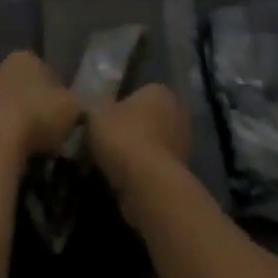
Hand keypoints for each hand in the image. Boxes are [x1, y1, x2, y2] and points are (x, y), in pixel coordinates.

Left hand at [0, 51, 81, 168]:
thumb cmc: (38, 114)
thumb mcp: (73, 108)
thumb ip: (78, 105)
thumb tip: (79, 111)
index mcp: (25, 57)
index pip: (49, 72)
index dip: (61, 95)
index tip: (67, 116)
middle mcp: (0, 69)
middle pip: (28, 89)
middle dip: (39, 108)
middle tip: (53, 132)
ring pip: (12, 109)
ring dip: (23, 125)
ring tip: (37, 149)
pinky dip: (8, 140)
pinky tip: (18, 156)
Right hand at [85, 83, 190, 197]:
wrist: (148, 185)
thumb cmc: (124, 138)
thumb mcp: (96, 115)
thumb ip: (95, 108)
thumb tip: (94, 110)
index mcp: (160, 91)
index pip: (139, 94)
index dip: (120, 108)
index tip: (105, 123)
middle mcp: (178, 112)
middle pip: (148, 119)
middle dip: (132, 130)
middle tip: (108, 144)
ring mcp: (183, 144)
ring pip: (153, 144)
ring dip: (138, 154)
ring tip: (113, 167)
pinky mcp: (182, 172)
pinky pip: (156, 168)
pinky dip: (143, 174)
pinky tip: (125, 182)